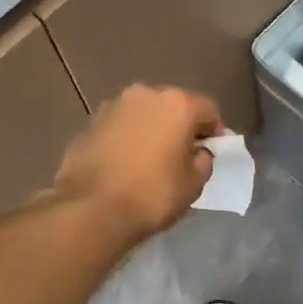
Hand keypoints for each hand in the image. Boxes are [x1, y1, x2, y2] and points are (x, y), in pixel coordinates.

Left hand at [53, 84, 223, 241]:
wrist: (91, 209)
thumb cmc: (153, 194)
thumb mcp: (194, 184)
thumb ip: (204, 160)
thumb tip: (198, 152)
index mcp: (177, 104)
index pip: (208, 110)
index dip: (214, 133)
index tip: (212, 153)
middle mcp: (145, 94)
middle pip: (173, 106)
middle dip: (180, 127)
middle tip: (182, 155)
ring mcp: (112, 106)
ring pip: (143, 114)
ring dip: (151, 130)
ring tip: (150, 160)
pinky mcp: (89, 123)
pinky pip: (119, 127)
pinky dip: (127, 139)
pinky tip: (125, 164)